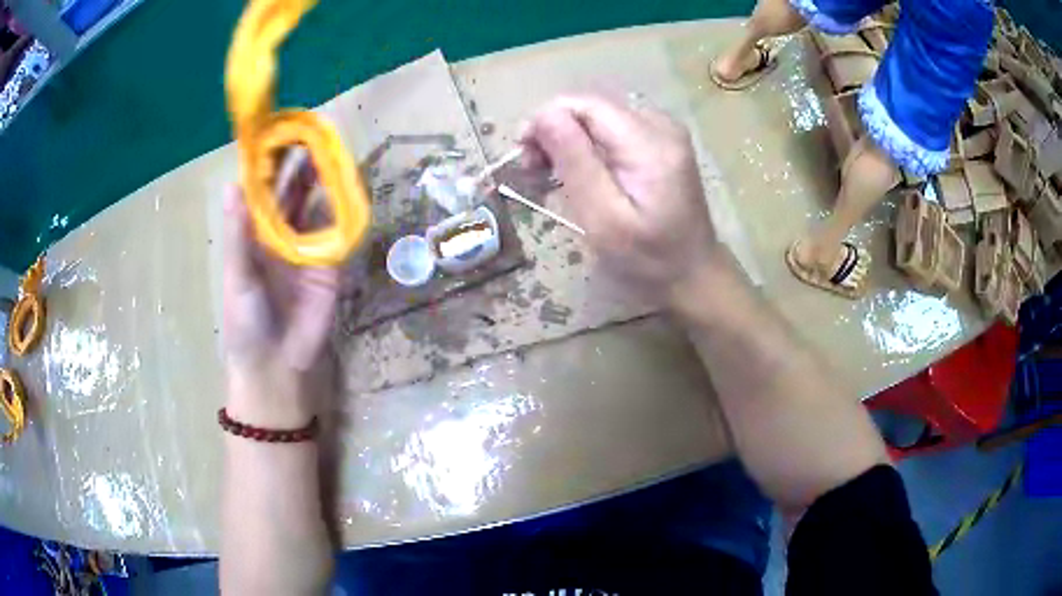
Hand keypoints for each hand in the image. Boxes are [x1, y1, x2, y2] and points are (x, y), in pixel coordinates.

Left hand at [222, 157, 339, 427]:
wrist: (277, 365)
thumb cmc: (246, 322)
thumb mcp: (238, 276)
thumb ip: (238, 234)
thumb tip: (231, 184)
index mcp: (253, 235)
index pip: (262, 191)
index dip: (268, 163)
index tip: (278, 133)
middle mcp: (279, 234)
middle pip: (291, 191)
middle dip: (300, 163)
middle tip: (312, 132)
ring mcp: (306, 248)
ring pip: (316, 206)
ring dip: (322, 180)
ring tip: (330, 150)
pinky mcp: (329, 265)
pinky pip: (336, 232)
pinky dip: (342, 210)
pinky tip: (347, 187)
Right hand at [520, 94, 719, 306]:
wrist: (693, 272)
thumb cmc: (648, 258)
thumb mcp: (604, 219)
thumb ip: (575, 162)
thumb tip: (544, 114)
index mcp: (650, 142)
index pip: (583, 104)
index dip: (546, 121)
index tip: (526, 159)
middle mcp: (660, 123)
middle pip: (590, 108)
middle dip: (555, 132)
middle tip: (535, 172)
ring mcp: (664, 130)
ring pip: (598, 117)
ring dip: (569, 140)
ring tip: (554, 175)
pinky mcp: (662, 140)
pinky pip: (613, 129)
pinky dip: (589, 146)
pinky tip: (583, 172)